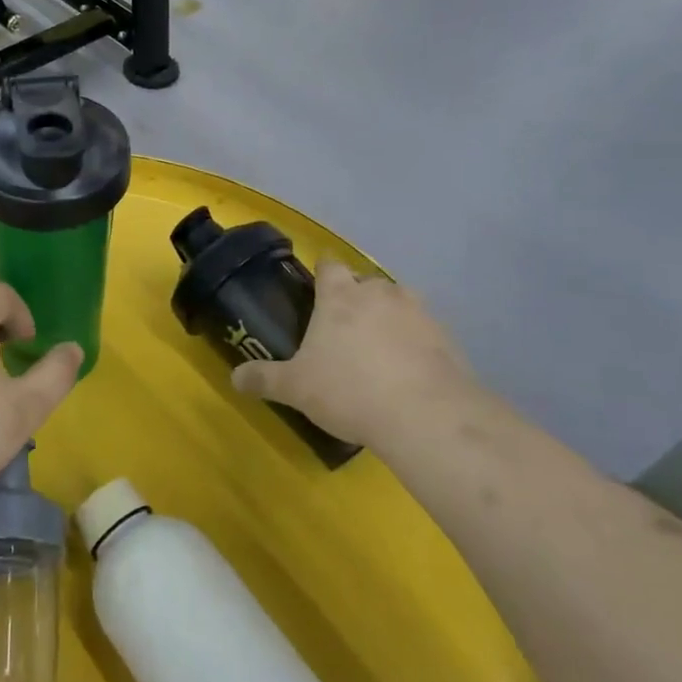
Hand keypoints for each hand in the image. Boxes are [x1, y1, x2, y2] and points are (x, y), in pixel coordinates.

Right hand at [231, 260, 482, 450]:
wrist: (426, 416)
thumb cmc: (349, 390)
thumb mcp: (295, 388)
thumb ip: (264, 379)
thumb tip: (234, 378)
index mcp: (340, 296)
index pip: (329, 266)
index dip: (322, 271)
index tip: (316, 286)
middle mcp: (380, 293)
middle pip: (366, 282)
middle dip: (356, 298)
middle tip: (342, 328)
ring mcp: (418, 312)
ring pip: (399, 302)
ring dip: (388, 317)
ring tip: (377, 348)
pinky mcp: (447, 338)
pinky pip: (424, 331)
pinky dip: (414, 342)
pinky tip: (407, 370)